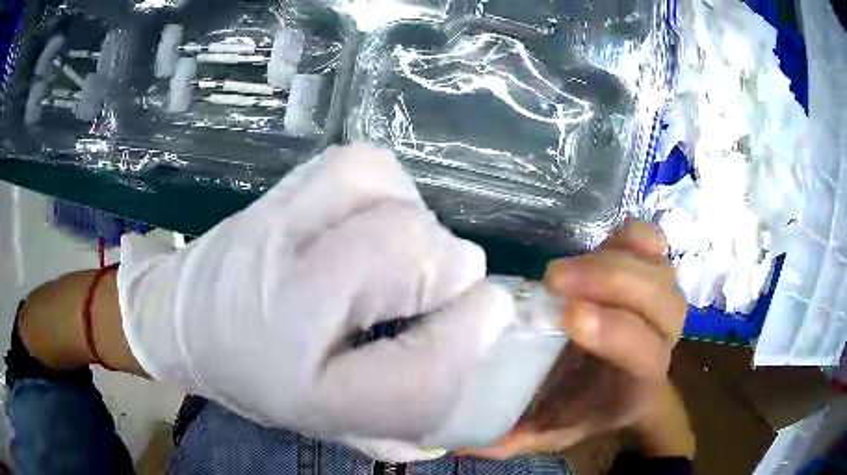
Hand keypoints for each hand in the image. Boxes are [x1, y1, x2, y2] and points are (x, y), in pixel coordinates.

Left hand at [118, 145, 514, 443]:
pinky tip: (374, 215)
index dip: (473, 337)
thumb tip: (455, 424)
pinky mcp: (274, 194)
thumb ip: (389, 431)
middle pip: (404, 254)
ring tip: (405, 250)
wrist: (180, 320)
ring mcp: (273, 235)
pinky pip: (358, 165)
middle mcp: (283, 308)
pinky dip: (388, 187)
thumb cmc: (251, 380)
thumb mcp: (319, 423)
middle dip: (450, 267)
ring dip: (419, 221)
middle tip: (446, 284)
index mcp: (303, 389)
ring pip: (382, 197)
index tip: (490, 315)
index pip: (419, 375)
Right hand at [462, 221, 685, 457]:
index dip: (612, 331)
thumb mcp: (551, 431)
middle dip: (611, 283)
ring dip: (616, 259)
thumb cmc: (587, 406)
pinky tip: (602, 242)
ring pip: (659, 269)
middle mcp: (664, 338)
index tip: (564, 314)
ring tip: (569, 267)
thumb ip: (514, 438)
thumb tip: (459, 440)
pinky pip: (655, 242)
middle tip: (554, 278)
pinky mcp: (655, 269)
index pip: (643, 353)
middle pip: (660, 302)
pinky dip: (632, 235)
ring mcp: (664, 297)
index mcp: (640, 383)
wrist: (623, 384)